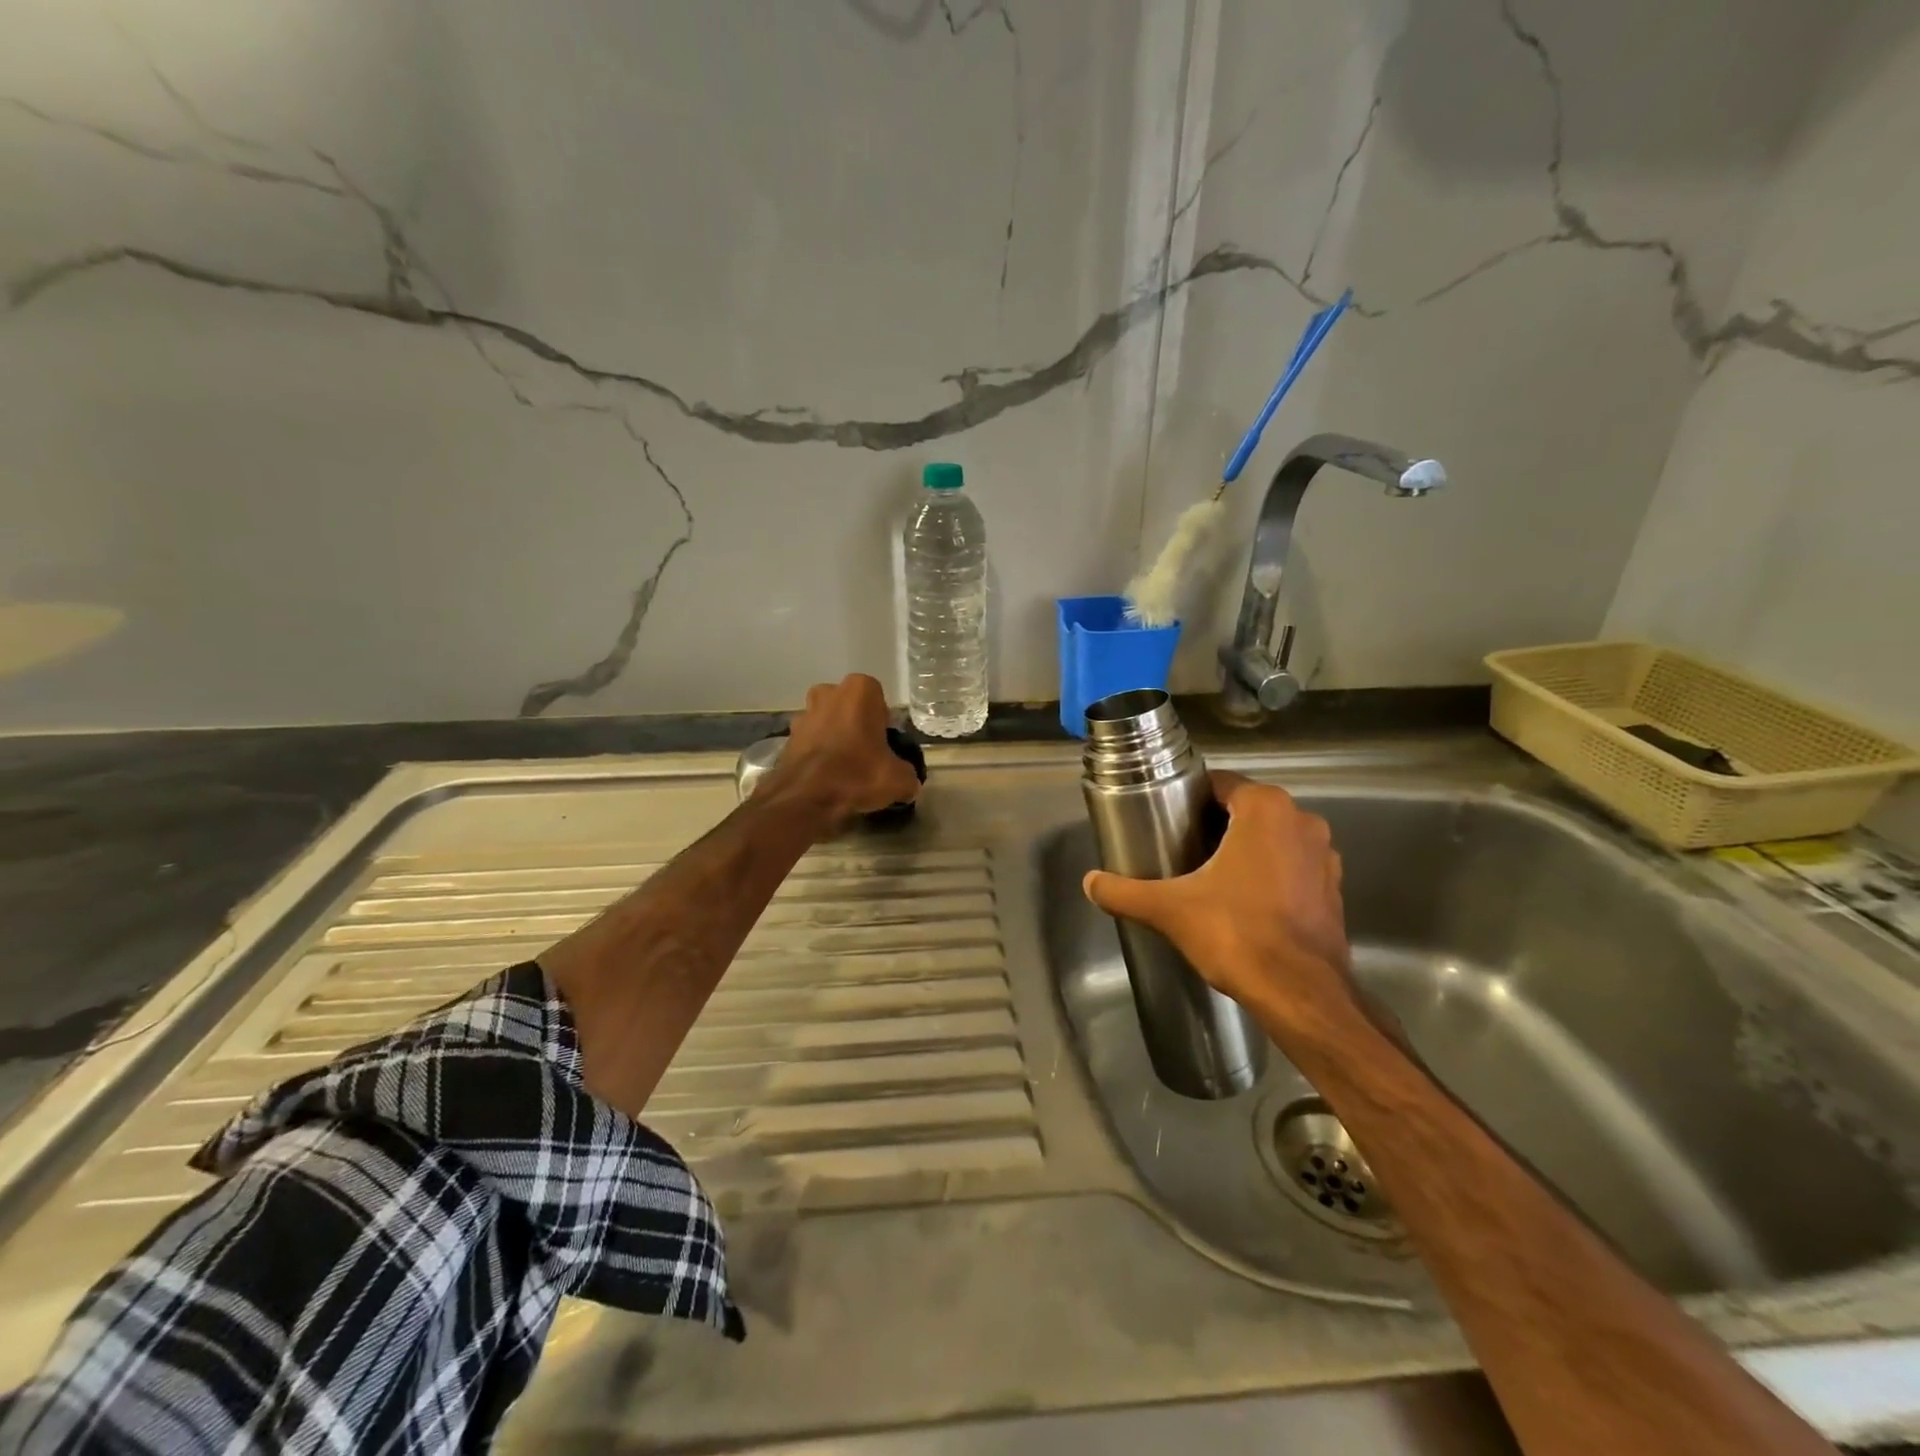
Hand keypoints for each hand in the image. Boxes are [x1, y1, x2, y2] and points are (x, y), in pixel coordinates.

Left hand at [773, 674, 921, 821]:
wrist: (805, 798)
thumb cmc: (857, 775)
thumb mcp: (899, 779)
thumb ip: (908, 775)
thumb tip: (908, 782)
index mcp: (860, 690)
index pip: (879, 700)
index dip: (883, 723)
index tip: (885, 746)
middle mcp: (829, 693)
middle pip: (850, 707)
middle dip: (856, 725)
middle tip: (867, 754)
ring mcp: (804, 713)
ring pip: (827, 722)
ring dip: (835, 738)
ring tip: (845, 769)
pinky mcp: (787, 736)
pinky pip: (810, 741)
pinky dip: (818, 754)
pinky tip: (826, 777)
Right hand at [1082, 772, 1356, 1033]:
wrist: (1300, 994)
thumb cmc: (1236, 934)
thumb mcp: (1170, 909)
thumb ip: (1125, 891)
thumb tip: (1089, 882)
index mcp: (1266, 809)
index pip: (1220, 783)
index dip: (1190, 798)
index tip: (1167, 818)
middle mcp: (1302, 821)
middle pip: (1246, 809)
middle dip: (1215, 823)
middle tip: (1180, 847)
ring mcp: (1325, 855)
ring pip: (1272, 837)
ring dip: (1245, 847)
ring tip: (1208, 873)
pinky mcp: (1334, 888)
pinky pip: (1292, 865)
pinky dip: (1270, 873)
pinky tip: (1243, 899)